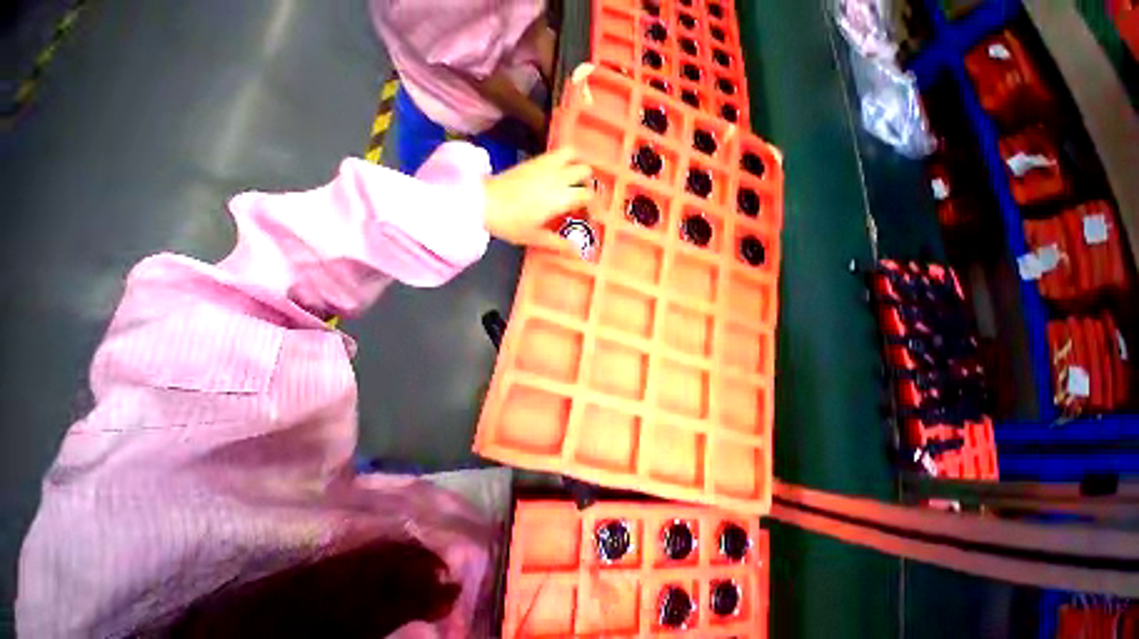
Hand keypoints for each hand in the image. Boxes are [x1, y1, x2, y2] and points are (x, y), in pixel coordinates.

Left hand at [483, 148, 593, 253]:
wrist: (483, 202)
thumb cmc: (511, 223)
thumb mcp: (535, 237)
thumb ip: (558, 244)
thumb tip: (576, 252)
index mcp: (560, 197)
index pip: (588, 195)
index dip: (592, 204)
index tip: (589, 214)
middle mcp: (557, 177)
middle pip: (585, 171)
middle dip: (587, 183)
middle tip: (581, 197)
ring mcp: (545, 165)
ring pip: (572, 154)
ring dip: (577, 165)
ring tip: (572, 181)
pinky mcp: (534, 160)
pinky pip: (556, 154)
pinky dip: (563, 160)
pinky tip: (556, 174)